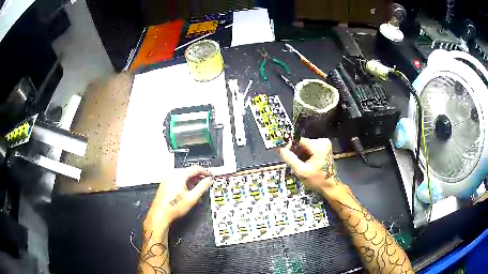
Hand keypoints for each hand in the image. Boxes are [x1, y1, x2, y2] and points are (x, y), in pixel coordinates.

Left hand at [144, 166, 212, 228]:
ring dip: (191, 180)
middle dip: (198, 176)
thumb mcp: (192, 198)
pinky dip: (184, 182)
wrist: (160, 214)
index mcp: (179, 175)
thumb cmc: (175, 206)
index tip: (211, 175)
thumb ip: (202, 187)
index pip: (195, 168)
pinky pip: (177, 179)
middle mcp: (172, 174)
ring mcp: (167, 179)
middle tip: (206, 182)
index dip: (205, 171)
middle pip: (188, 171)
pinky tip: (187, 191)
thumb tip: (208, 180)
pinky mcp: (165, 184)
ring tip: (197, 188)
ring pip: (182, 175)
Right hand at [279, 138, 341, 197]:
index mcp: (318, 146)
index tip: (285, 155)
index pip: (299, 141)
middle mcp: (323, 141)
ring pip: (306, 146)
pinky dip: (306, 154)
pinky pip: (310, 148)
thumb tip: (281, 149)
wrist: (330, 186)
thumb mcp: (301, 171)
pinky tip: (306, 163)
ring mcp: (325, 144)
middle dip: (296, 152)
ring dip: (301, 154)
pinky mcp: (325, 147)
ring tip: (299, 164)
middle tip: (293, 163)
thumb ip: (290, 159)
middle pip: (303, 143)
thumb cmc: (317, 180)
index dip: (291, 147)